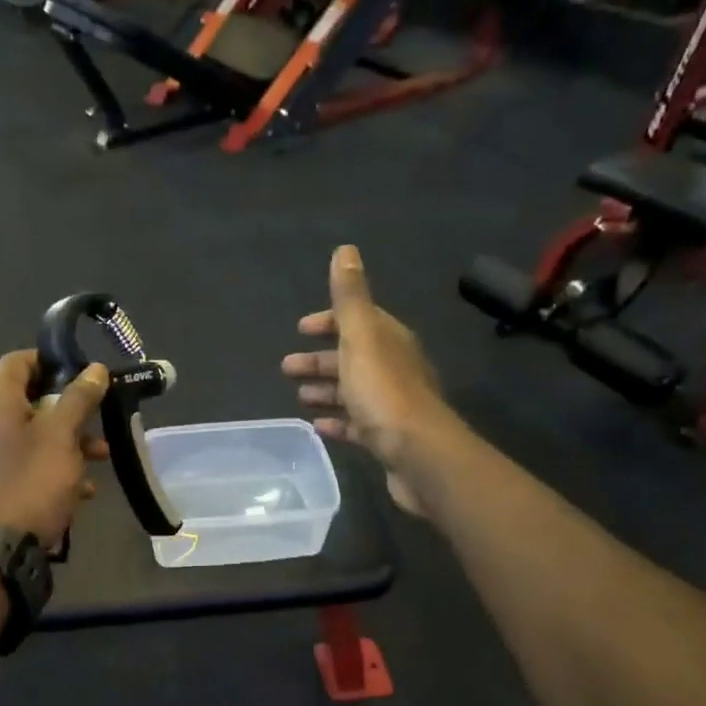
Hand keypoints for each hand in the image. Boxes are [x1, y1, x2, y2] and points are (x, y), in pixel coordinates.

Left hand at [0, 351, 110, 546]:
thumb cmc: (31, 480)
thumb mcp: (62, 435)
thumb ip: (79, 397)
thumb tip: (95, 369)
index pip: (20, 360)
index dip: (54, 362)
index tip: (86, 376)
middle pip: (27, 397)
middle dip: (68, 408)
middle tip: (99, 419)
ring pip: (27, 431)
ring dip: (65, 439)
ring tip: (100, 457)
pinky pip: (18, 458)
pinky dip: (47, 462)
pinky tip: (80, 486)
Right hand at [282, 245, 450, 515]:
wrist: (419, 455)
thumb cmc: (384, 392)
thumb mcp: (361, 337)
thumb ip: (351, 297)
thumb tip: (346, 250)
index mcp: (389, 341)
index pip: (358, 321)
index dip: (329, 321)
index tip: (301, 329)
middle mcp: (394, 368)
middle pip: (352, 357)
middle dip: (320, 359)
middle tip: (286, 368)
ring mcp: (392, 405)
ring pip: (353, 390)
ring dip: (325, 389)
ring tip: (298, 397)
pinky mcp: (387, 437)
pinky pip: (356, 424)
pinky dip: (336, 421)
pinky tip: (318, 426)